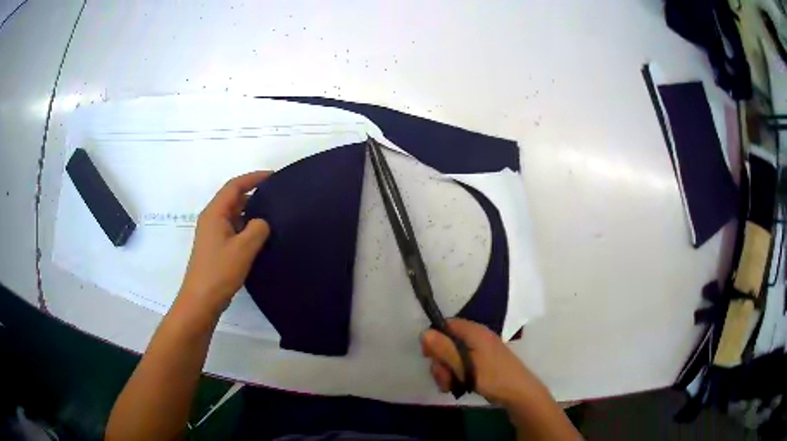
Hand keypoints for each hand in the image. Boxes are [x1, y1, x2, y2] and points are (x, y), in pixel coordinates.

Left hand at [177, 171, 270, 317]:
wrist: (201, 300)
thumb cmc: (219, 271)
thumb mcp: (243, 248)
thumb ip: (258, 229)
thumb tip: (262, 222)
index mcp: (214, 213)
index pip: (234, 186)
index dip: (253, 178)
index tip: (273, 176)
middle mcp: (211, 219)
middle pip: (233, 199)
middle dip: (254, 194)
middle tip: (277, 197)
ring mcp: (213, 234)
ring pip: (234, 215)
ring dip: (251, 213)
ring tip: (273, 217)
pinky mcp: (216, 248)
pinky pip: (233, 229)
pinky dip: (246, 228)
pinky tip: (260, 237)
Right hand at [421, 319, 543, 404]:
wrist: (519, 393)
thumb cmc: (493, 377)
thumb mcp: (465, 365)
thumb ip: (444, 349)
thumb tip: (424, 332)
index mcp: (474, 332)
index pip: (446, 325)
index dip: (434, 338)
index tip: (428, 356)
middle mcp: (476, 338)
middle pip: (447, 343)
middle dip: (440, 362)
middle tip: (443, 378)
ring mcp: (479, 351)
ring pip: (452, 357)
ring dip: (446, 372)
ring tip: (450, 386)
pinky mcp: (481, 363)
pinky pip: (461, 365)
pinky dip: (455, 375)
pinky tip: (456, 387)